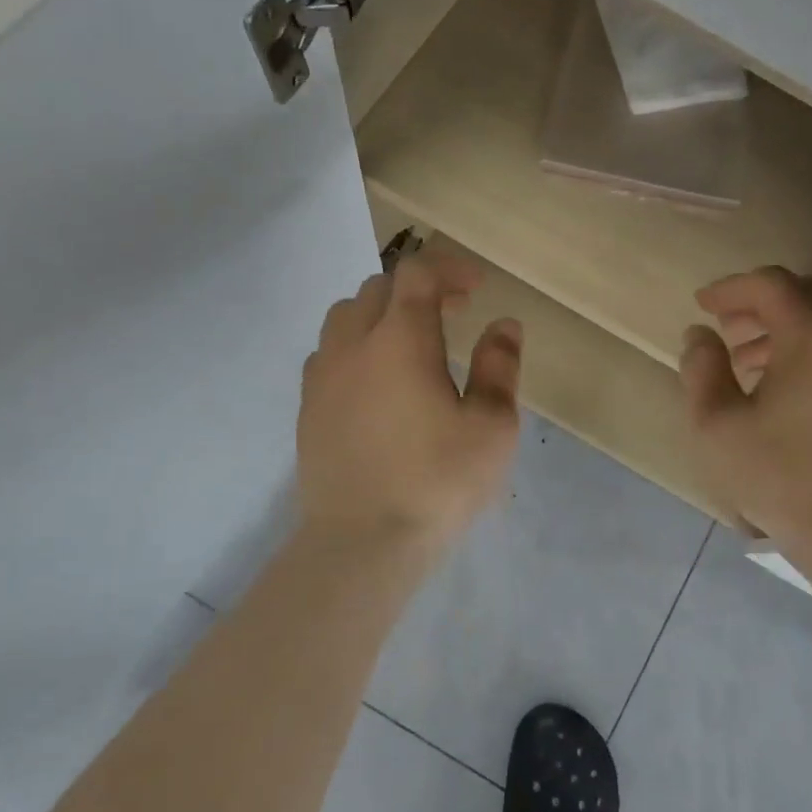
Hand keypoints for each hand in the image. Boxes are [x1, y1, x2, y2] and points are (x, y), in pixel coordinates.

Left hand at [297, 253, 522, 557]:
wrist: (361, 543)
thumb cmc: (437, 482)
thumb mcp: (491, 426)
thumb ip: (499, 367)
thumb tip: (504, 325)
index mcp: (401, 340)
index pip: (418, 274)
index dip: (449, 268)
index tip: (477, 287)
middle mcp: (354, 345)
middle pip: (379, 288)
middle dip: (420, 288)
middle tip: (454, 312)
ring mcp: (323, 376)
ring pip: (345, 315)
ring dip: (381, 312)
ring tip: (411, 341)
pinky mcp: (307, 408)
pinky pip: (327, 352)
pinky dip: (355, 345)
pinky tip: (375, 379)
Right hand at [680, 267, 811, 547]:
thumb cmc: (777, 476)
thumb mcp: (716, 423)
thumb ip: (702, 368)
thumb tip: (700, 336)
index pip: (770, 285)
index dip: (730, 288)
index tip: (701, 305)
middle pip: (804, 295)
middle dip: (759, 304)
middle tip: (725, 328)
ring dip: (782, 331)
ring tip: (745, 365)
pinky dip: (807, 353)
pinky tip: (782, 393)